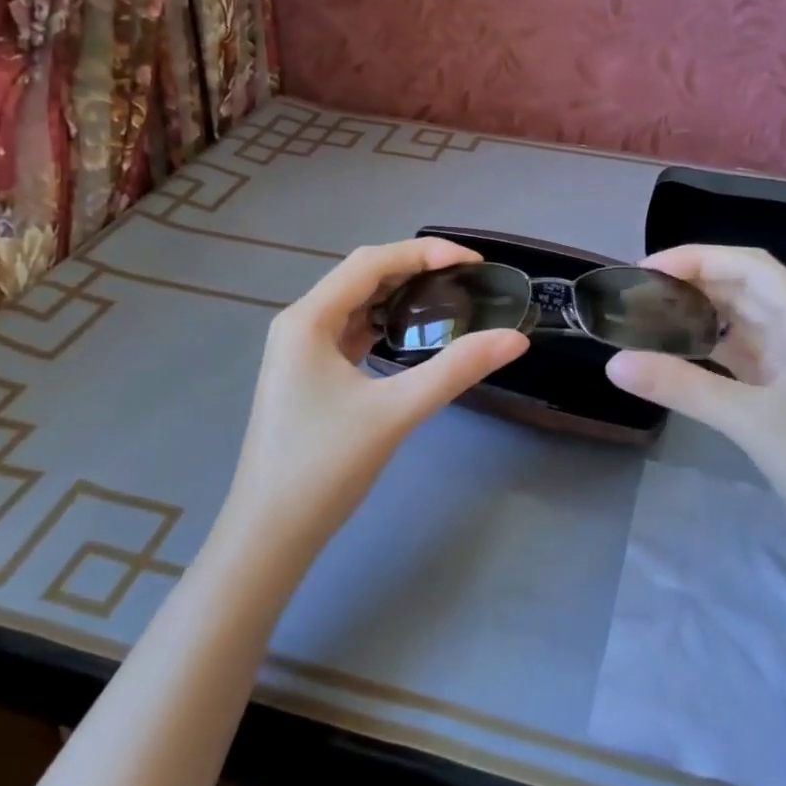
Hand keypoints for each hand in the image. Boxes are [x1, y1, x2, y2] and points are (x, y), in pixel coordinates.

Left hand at [217, 239, 528, 561]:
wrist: (271, 533)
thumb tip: (514, 339)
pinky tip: (412, 337)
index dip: (423, 252)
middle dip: (414, 270)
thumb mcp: (396, 412)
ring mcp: (299, 351)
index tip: (472, 262)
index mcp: (307, 319)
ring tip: (448, 300)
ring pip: (355, 306)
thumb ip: (456, 370)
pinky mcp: (307, 376)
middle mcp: (298, 324)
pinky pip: (349, 333)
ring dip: (398, 297)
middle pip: (361, 278)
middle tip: (467, 280)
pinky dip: (383, 325)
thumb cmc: (325, 467)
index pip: (370, 263)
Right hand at [605, 244, 785, 582]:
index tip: (646, 270)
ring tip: (649, 318)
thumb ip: (683, 388)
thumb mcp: (753, 422)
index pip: (751, 267)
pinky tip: (677, 355)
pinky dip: (710, 352)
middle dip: (694, 285)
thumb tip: (613, 364)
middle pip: (745, 290)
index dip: (698, 258)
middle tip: (638, 295)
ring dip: (701, 317)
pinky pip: (744, 358)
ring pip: (743, 324)